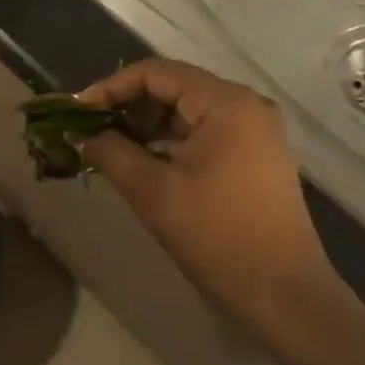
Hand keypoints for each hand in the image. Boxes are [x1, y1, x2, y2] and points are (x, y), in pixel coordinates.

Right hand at [80, 60, 325, 327]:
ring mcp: (259, 128)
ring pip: (192, 108)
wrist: (284, 292)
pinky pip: (210, 128)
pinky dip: (176, 137)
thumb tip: (84, 136)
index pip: (157, 72)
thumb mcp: (153, 192)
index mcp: (225, 102)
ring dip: (152, 122)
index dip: (113, 86)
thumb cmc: (216, 235)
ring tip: (116, 146)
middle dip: (131, 104)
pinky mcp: (261, 152)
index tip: (80, 111)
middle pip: (177, 85)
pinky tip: (151, 159)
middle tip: (94, 129)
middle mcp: (247, 103)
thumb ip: (112, 152)